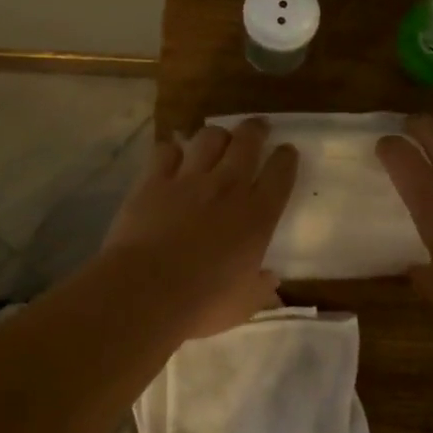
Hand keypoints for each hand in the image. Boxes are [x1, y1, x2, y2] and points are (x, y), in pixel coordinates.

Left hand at [99, 119, 298, 341]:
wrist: (145, 291)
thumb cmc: (202, 303)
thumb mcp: (243, 304)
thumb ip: (261, 289)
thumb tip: (272, 282)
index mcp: (258, 215)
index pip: (281, 173)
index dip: (287, 158)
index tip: (287, 152)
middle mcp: (228, 186)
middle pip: (248, 141)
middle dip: (256, 129)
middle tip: (258, 127)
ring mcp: (189, 179)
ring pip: (209, 137)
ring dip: (217, 134)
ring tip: (217, 138)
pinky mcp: (153, 180)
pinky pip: (166, 151)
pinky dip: (172, 150)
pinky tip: (172, 156)